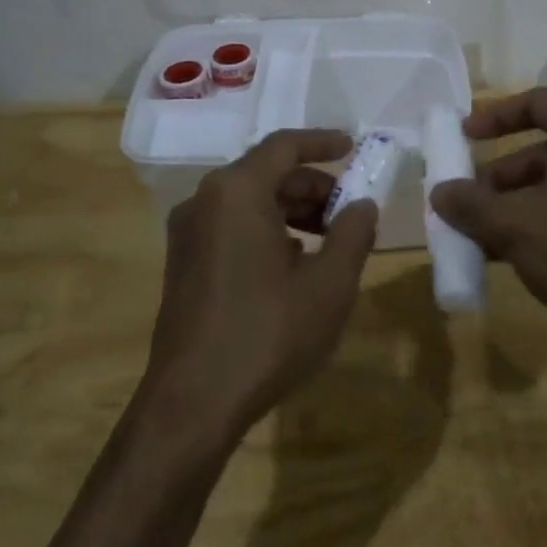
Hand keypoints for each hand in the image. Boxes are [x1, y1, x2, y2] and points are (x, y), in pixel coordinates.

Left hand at [147, 129, 378, 434]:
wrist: (192, 404)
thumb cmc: (267, 334)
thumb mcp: (329, 284)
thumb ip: (353, 234)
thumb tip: (362, 205)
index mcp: (236, 192)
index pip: (284, 146)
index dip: (322, 142)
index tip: (353, 147)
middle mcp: (205, 201)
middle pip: (267, 173)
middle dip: (314, 185)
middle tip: (351, 210)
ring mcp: (188, 233)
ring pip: (250, 201)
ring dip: (293, 210)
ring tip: (330, 239)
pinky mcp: (184, 263)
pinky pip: (232, 226)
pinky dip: (268, 229)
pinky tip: (294, 263)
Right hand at [430, 88, 546, 354]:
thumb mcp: (516, 224)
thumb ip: (472, 205)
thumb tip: (439, 193)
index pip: (537, 103)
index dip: (496, 116)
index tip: (464, 135)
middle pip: (545, 150)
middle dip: (501, 176)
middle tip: (468, 201)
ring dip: (517, 205)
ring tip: (481, 235)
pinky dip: (544, 223)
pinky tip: (512, 255)